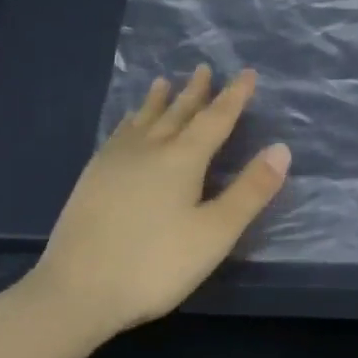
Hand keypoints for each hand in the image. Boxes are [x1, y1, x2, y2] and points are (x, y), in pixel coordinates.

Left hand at [19, 67, 289, 343]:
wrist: (75, 290)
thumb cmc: (154, 264)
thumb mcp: (215, 233)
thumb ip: (250, 191)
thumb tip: (281, 149)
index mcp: (183, 158)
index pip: (216, 118)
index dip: (234, 96)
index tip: (246, 73)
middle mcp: (150, 148)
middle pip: (178, 112)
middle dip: (196, 91)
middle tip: (204, 68)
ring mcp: (116, 160)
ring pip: (144, 119)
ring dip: (159, 100)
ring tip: (164, 82)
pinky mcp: (93, 176)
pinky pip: (119, 134)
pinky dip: (131, 120)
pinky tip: (127, 124)